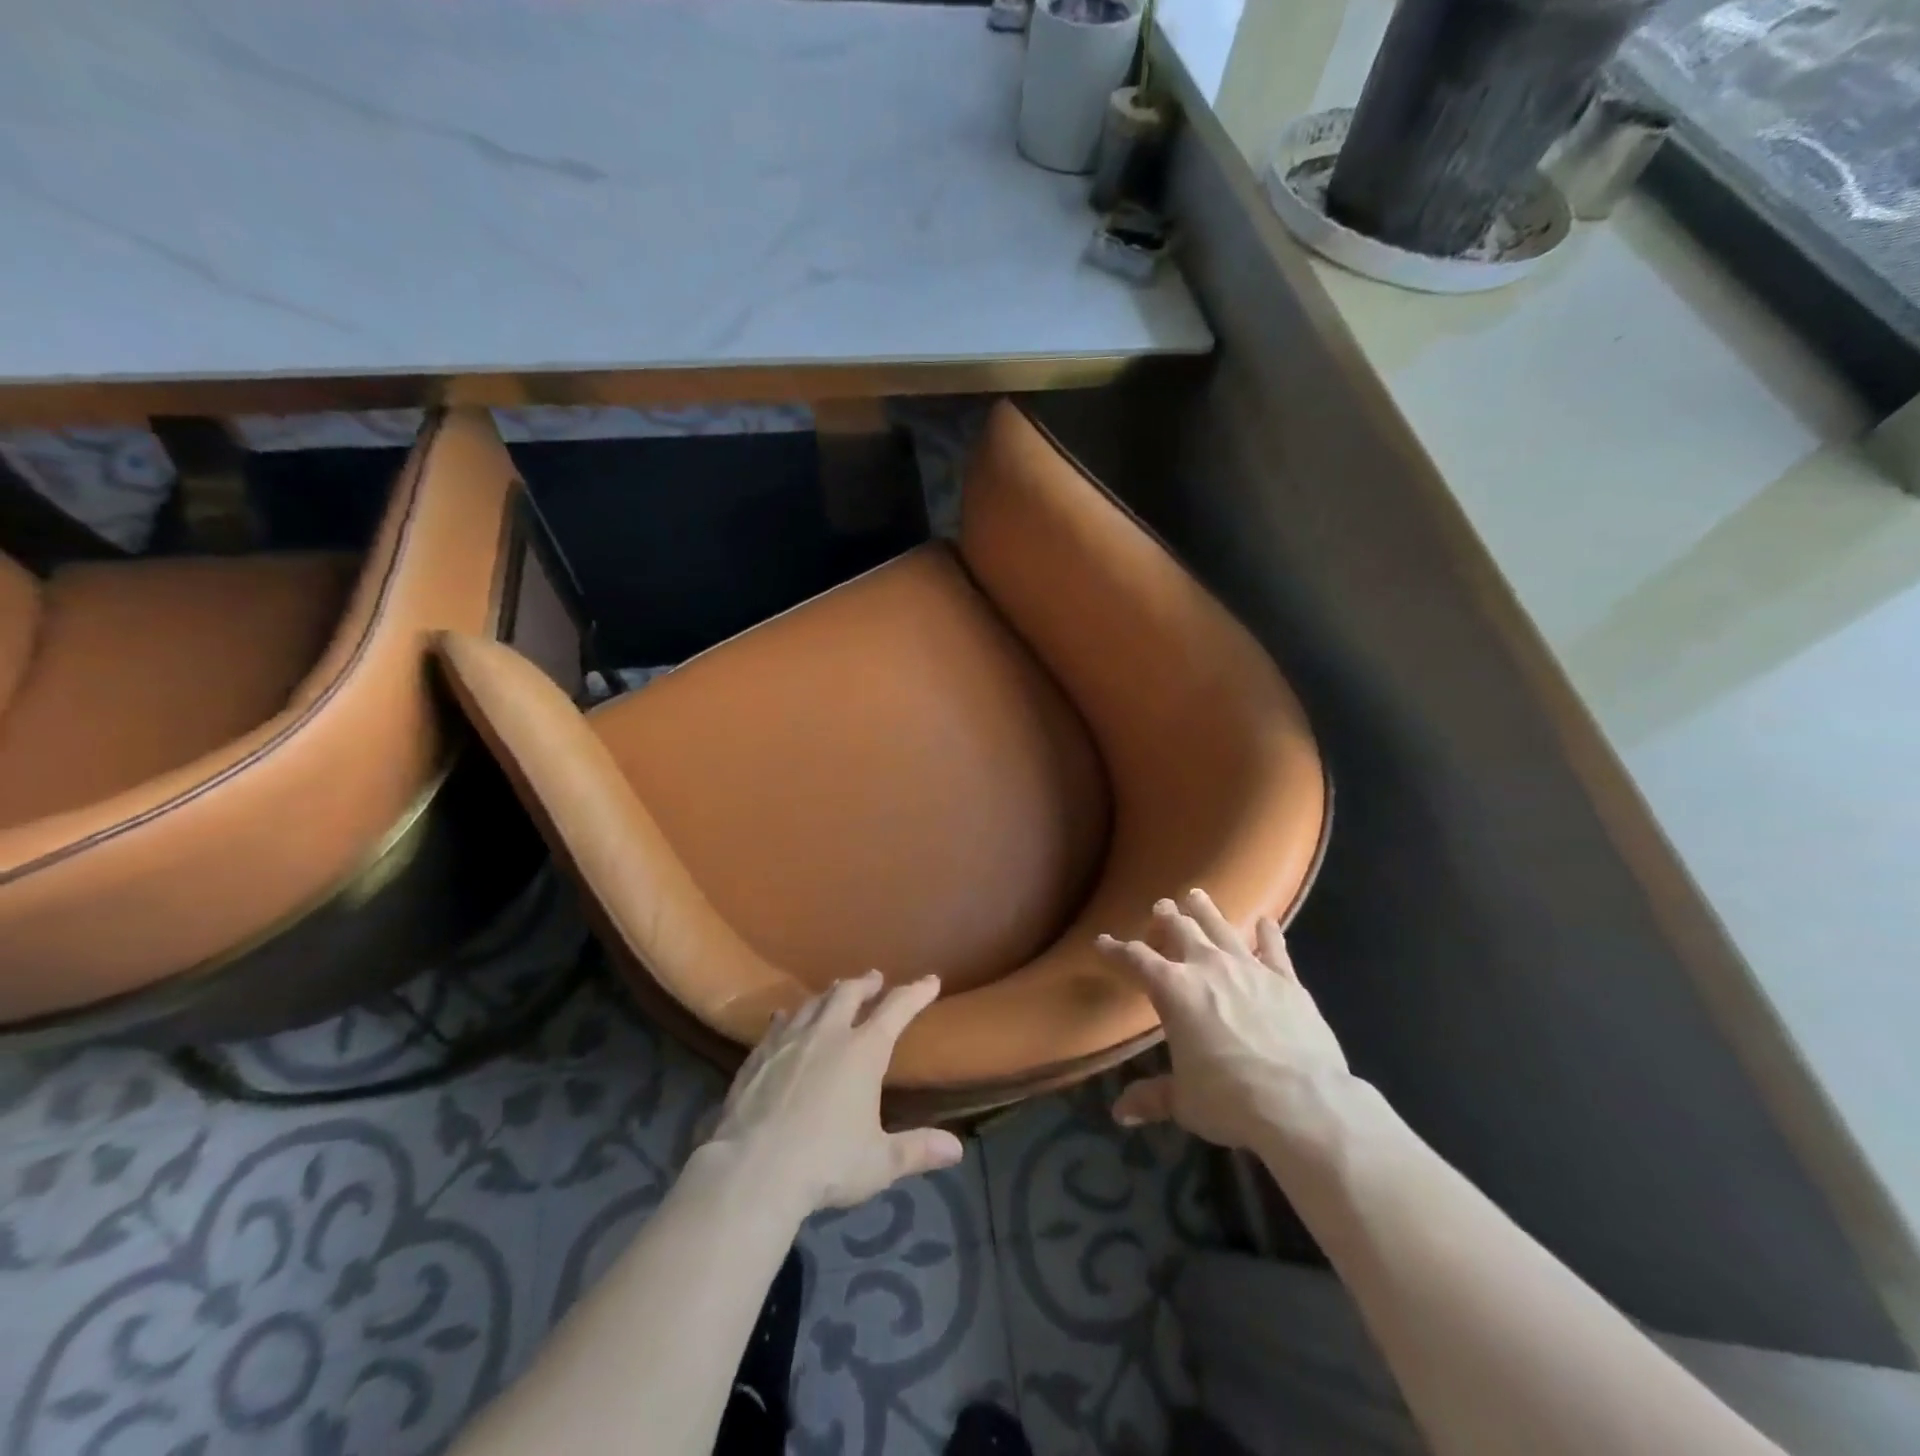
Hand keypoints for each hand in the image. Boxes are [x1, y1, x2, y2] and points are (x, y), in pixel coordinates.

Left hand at [706, 971, 963, 1213]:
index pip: (897, 1009)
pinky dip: (789, 1016)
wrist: (752, 1171)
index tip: (930, 980)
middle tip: (874, 978)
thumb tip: (957, 1150)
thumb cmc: (825, 1164)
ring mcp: (789, 1041)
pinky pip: (778, 1024)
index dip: (916, 992)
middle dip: (865, 983)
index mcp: (864, 1051)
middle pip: (848, 993)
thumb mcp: (879, 1162)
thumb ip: (918, 1150)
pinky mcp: (758, 1056)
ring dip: (828, 994)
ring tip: (834, 992)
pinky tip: (785, 1017)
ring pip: (812, 1003)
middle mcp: (828, 1034)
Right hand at [1097, 889, 1356, 1154]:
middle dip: (1166, 917)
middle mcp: (1207, 968)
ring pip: (1222, 927)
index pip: (1135, 960)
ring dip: (1206, 910)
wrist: (1302, 1102)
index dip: (1116, 950)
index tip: (1103, 941)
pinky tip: (1266, 921)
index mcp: (1173, 990)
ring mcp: (1249, 969)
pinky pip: (1274, 948)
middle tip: (1160, 907)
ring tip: (1197, 895)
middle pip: (1180, 930)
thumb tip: (1120, 1114)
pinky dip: (1268, 933)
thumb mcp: (1184, 1101)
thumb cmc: (1230, 1099)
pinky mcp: (1286, 980)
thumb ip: (1152, 1098)